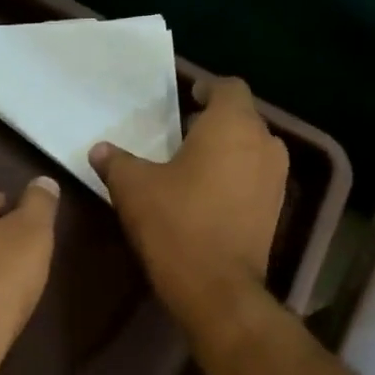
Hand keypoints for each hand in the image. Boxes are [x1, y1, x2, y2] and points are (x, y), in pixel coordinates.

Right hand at [90, 77, 287, 332]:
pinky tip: (207, 194)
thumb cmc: (176, 224)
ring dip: (226, 150)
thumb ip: (116, 162)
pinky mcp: (275, 209)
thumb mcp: (133, 188)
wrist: (216, 288)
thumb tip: (99, 149)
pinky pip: (254, 177)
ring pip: (250, 148)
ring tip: (192, 164)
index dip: (206, 87)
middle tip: (180, 132)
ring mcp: (275, 178)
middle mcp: (264, 143)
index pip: (228, 86)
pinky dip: (235, 176)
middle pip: (241, 117)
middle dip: (213, 121)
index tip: (185, 97)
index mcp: (232, 125)